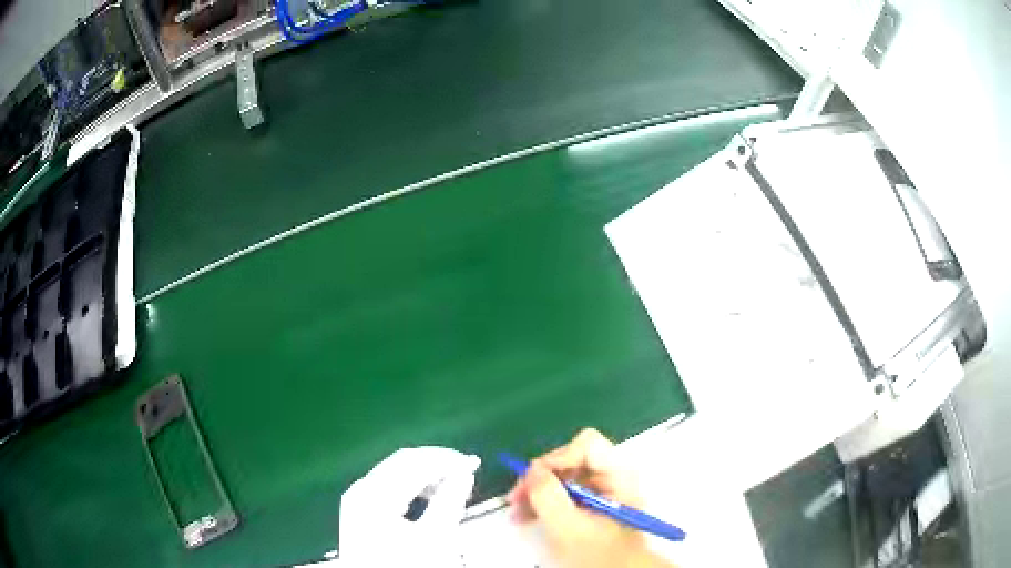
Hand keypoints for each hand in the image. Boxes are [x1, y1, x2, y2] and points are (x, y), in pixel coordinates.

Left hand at [339, 447, 480, 566]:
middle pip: (403, 463)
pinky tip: (429, 499)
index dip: (447, 460)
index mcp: (375, 494)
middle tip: (466, 474)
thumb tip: (464, 475)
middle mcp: (362, 490)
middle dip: (437, 465)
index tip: (473, 464)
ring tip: (452, 489)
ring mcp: (358, 501)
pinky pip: (389, 487)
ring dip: (426, 476)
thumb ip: (451, 501)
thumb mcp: (435, 538)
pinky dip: (412, 488)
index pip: (415, 461)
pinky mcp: (361, 511)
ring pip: (396, 473)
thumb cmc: (407, 567)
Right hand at [507, 429, 674, 567]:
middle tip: (515, 497)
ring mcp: (603, 489)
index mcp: (618, 476)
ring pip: (565, 476)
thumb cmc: (597, 553)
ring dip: (538, 491)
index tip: (534, 480)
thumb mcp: (568, 527)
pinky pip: (565, 491)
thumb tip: (532, 469)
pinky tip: (527, 516)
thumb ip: (548, 496)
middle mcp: (613, 476)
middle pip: (572, 459)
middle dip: (540, 477)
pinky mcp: (593, 502)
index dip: (558, 457)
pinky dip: (545, 501)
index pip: (587, 445)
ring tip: (516, 512)